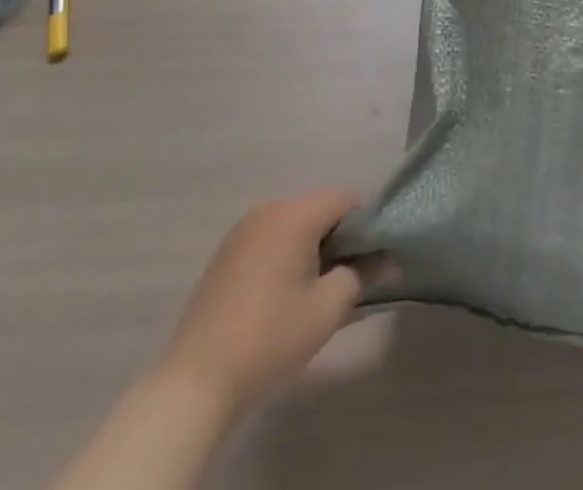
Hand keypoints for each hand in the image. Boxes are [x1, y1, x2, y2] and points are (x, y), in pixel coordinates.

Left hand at [154, 191, 387, 409]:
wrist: (195, 383)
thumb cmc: (271, 337)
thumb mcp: (329, 308)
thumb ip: (363, 275)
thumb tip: (388, 261)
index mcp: (295, 213)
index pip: (348, 199)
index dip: (368, 224)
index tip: (375, 258)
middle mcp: (268, 210)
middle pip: (320, 210)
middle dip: (341, 238)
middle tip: (351, 278)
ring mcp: (242, 232)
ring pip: (295, 226)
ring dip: (313, 249)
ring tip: (319, 290)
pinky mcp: (225, 256)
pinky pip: (271, 242)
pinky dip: (287, 257)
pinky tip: (286, 296)